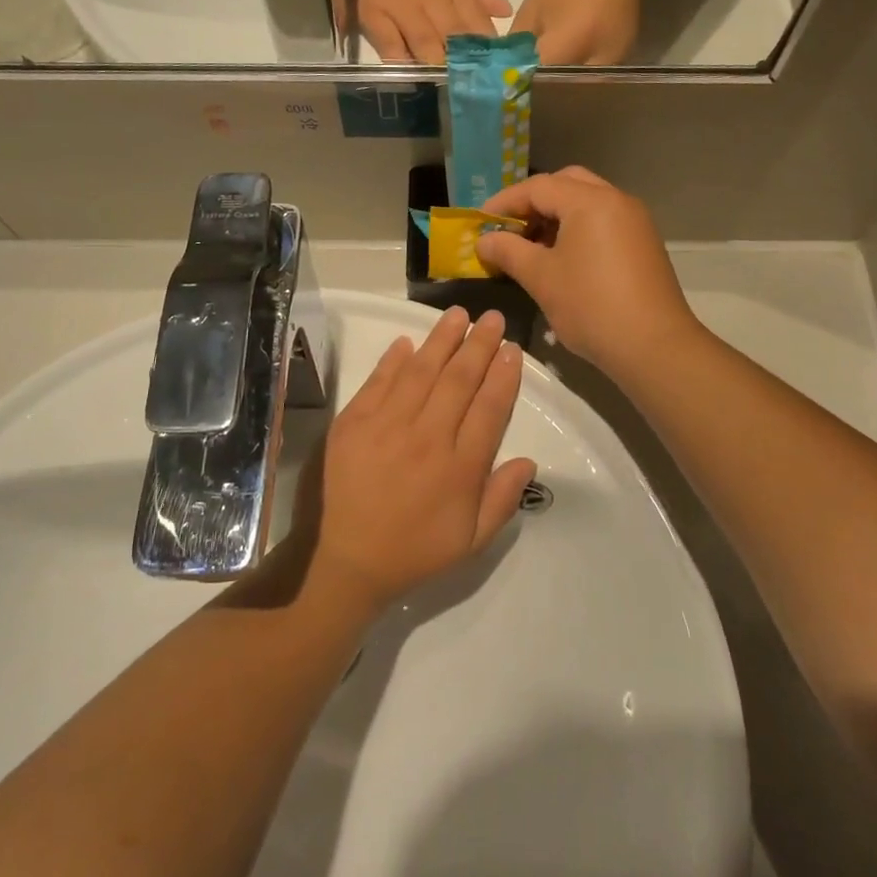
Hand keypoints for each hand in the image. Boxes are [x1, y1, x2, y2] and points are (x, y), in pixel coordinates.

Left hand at [310, 308, 535, 611]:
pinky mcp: (353, 423)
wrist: (347, 562)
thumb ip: (502, 499)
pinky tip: (407, 342)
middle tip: (492, 317)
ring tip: (457, 315)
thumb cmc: (415, 551)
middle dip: (479, 345)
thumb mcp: (472, 541)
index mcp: (460, 468)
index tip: (512, 349)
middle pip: (459, 380)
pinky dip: (393, 360)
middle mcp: (427, 439)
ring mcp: (386, 427)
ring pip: (421, 372)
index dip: (504, 375)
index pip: (490, 408)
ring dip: (441, 340)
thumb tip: (528, 459)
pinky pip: (378, 382)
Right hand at [476, 168, 699, 380]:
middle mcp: (616, 200)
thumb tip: (484, 241)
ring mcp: (634, 221)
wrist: (654, 346)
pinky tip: (561, 260)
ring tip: (530, 247)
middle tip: (509, 228)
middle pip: (566, 184)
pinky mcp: (643, 243)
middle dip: (533, 203)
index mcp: (590, 201)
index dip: (504, 202)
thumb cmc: (591, 306)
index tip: (480, 222)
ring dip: (556, 216)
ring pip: (587, 203)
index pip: (538, 187)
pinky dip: (577, 229)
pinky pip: (603, 222)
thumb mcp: (541, 277)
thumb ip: (508, 252)